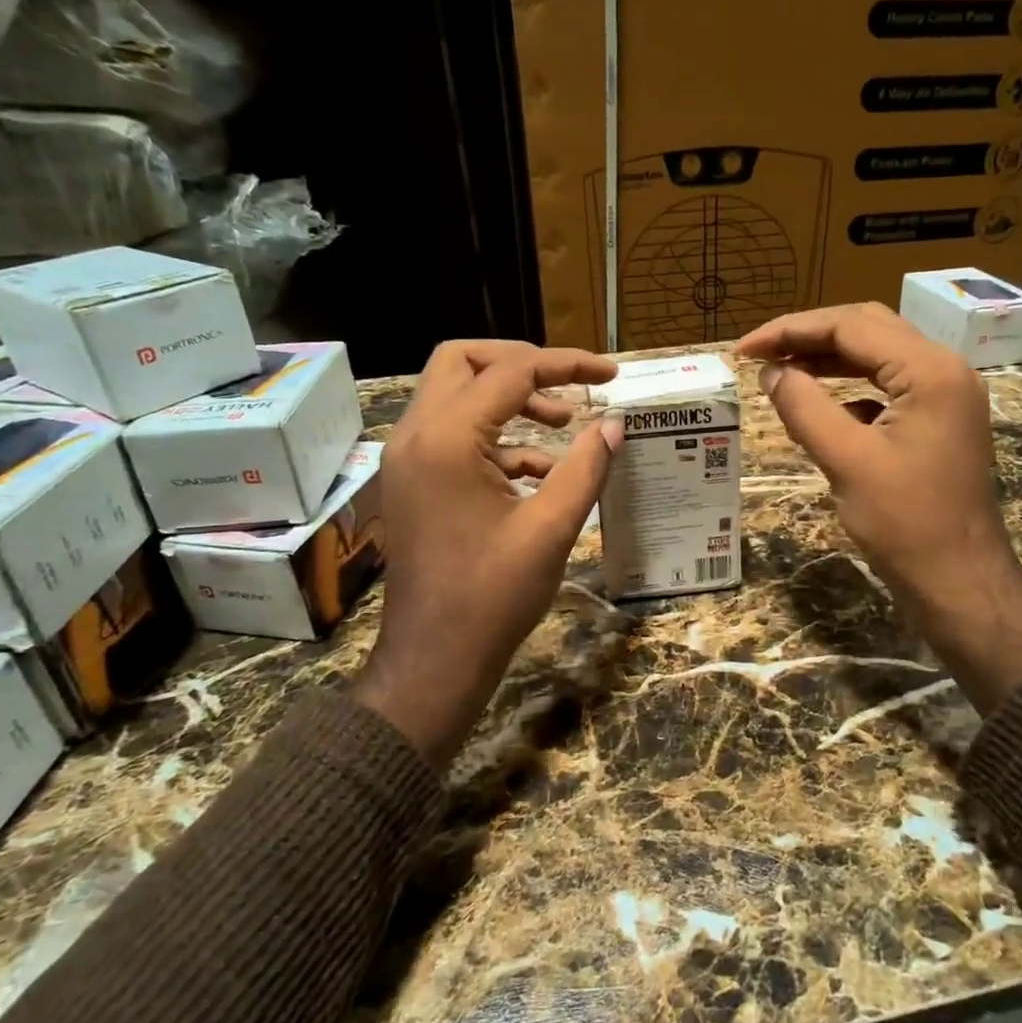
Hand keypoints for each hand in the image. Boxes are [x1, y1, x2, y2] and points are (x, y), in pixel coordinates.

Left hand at [361, 340, 622, 763]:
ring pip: (453, 396)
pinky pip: (453, 436)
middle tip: (568, 384)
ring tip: (563, 422)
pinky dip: (496, 438)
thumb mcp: (551, 529)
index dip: (565, 365)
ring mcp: (407, 460)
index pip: (510, 373)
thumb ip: (585, 468)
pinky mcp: (413, 483)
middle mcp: (415, 436)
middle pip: (462, 362)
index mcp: (446, 440)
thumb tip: (614, 425)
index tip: (610, 374)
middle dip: (520, 364)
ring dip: (509, 400)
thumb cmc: (492, 597)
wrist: (433, 661)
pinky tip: (541, 470)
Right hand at [735, 304, 1021, 709]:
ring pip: (879, 356)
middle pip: (868, 329)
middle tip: (760, 354)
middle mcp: (944, 370)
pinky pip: (889, 387)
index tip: (743, 350)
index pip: (851, 326)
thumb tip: (771, 371)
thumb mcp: (846, 461)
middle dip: (810, 337)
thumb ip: (804, 407)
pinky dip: (850, 387)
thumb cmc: (905, 524)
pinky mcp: (939, 422)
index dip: (791, 331)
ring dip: (828, 359)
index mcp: (930, 371)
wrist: (960, 583)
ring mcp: (946, 396)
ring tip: (780, 371)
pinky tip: (820, 405)